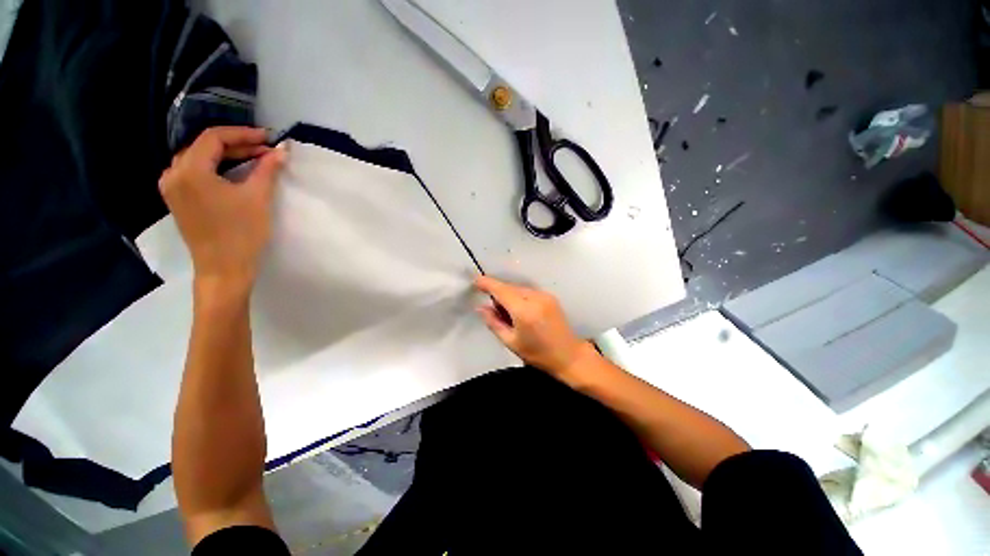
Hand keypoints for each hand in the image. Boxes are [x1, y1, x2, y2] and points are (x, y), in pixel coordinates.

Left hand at [159, 127, 285, 295]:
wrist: (224, 269)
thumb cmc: (241, 233)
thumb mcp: (258, 198)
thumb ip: (267, 169)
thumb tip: (282, 150)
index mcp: (189, 171)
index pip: (214, 137)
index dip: (243, 134)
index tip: (268, 137)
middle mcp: (173, 174)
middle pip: (204, 146)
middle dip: (236, 145)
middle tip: (265, 150)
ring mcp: (172, 188)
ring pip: (198, 159)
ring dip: (226, 156)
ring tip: (253, 159)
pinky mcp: (177, 199)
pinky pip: (194, 172)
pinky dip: (215, 168)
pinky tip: (233, 172)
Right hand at [475, 276, 594, 380]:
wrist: (569, 355)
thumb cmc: (538, 354)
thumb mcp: (511, 342)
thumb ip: (494, 323)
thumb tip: (480, 308)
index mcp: (524, 311)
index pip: (501, 290)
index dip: (487, 283)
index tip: (476, 281)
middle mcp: (535, 298)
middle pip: (510, 287)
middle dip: (498, 293)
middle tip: (495, 310)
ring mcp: (545, 295)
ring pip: (519, 288)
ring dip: (509, 295)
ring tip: (509, 314)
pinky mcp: (550, 296)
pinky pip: (528, 291)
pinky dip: (519, 296)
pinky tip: (521, 311)